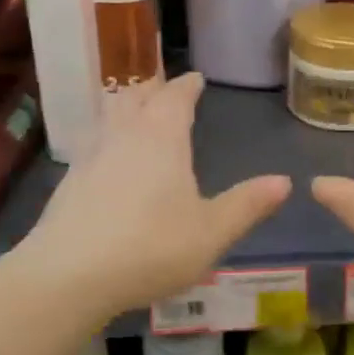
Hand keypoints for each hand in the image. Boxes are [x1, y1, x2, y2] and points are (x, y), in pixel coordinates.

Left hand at [25, 73, 290, 317]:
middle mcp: (123, 135)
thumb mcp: (212, 231)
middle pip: (136, 98)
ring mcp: (90, 156)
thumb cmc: (151, 248)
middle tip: (165, 87)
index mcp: (161, 137)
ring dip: (126, 108)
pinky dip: (108, 137)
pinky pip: (94, 143)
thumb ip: (247, 205)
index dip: (187, 86)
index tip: (196, 78)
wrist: (68, 276)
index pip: (175, 97)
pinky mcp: (69, 182)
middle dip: (153, 88)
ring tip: (137, 111)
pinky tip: (110, 159)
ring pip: (110, 117)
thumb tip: (285, 181)